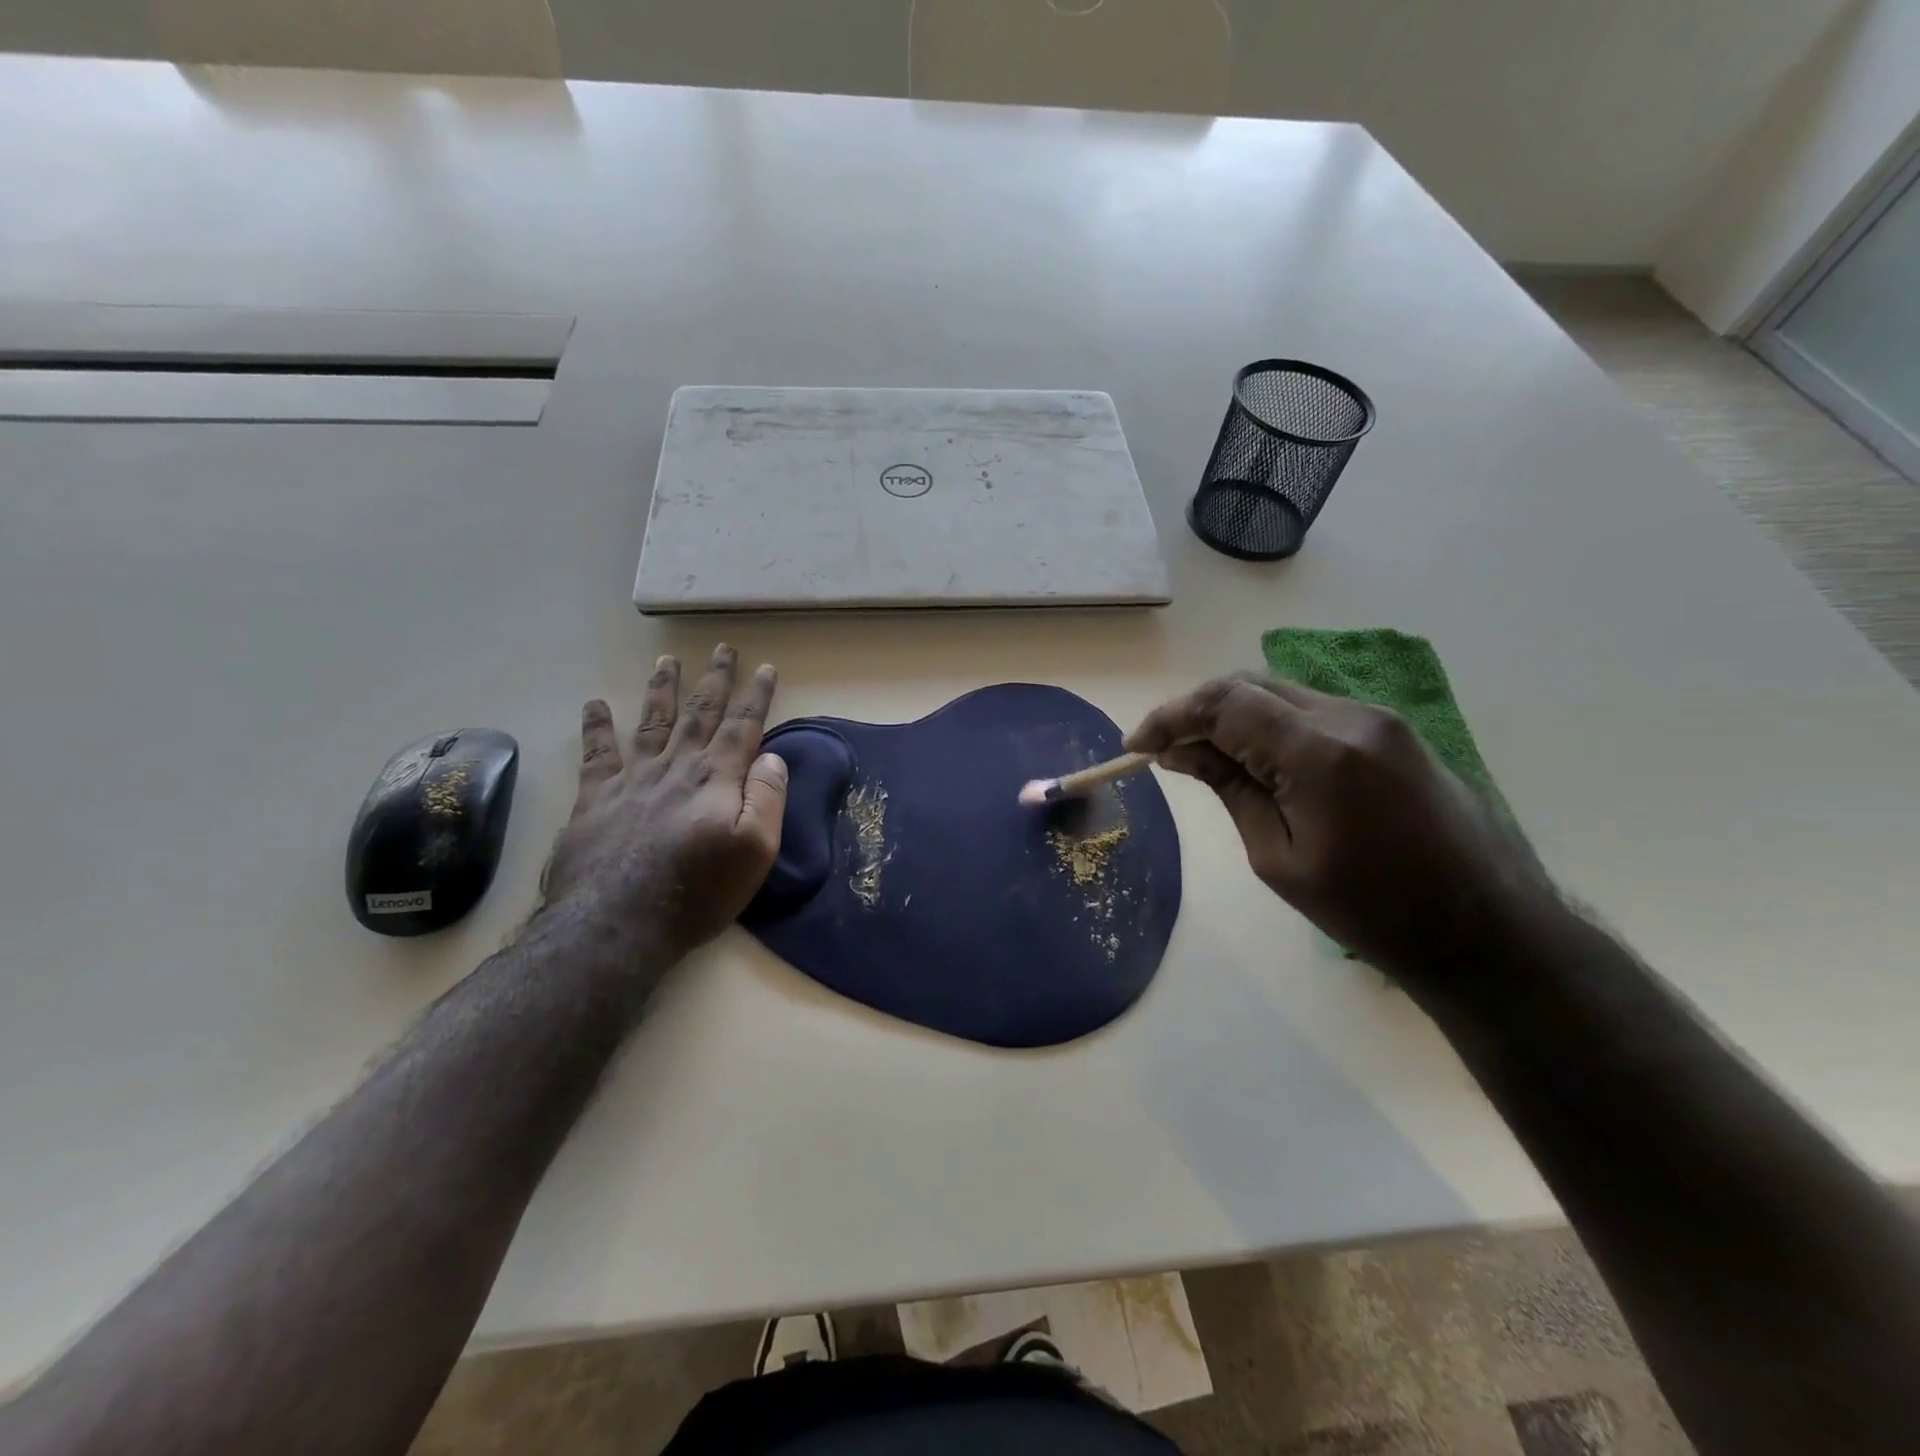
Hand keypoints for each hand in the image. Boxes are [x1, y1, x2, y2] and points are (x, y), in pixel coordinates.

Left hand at [544, 644, 787, 960]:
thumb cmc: (697, 892)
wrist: (617, 923)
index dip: (756, 696)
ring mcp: (632, 780)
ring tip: (667, 660)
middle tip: (722, 649)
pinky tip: (595, 704)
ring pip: (652, 722)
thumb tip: (771, 758)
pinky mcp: (596, 799)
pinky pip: (597, 753)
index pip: (742, 726)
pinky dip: (597, 726)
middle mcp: (676, 767)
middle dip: (714, 679)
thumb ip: (767, 799)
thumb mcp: (755, 851)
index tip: (766, 668)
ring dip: (663, 689)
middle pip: (699, 713)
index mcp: (716, 778)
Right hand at [1126, 674, 1552, 984]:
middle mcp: (1351, 716)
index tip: (1136, 745)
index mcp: (1320, 752)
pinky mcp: (1392, 730)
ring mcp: (1378, 719)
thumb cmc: (1370, 911)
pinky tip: (1255, 758)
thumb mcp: (1278, 857)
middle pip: (1250, 685)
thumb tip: (1180, 753)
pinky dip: (1271, 725)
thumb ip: (1229, 789)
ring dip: (1234, 716)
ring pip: (1281, 692)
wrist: (1485, 930)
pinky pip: (1312, 711)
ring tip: (1204, 757)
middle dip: (1197, 711)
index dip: (1171, 718)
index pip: (1224, 704)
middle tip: (1165, 750)